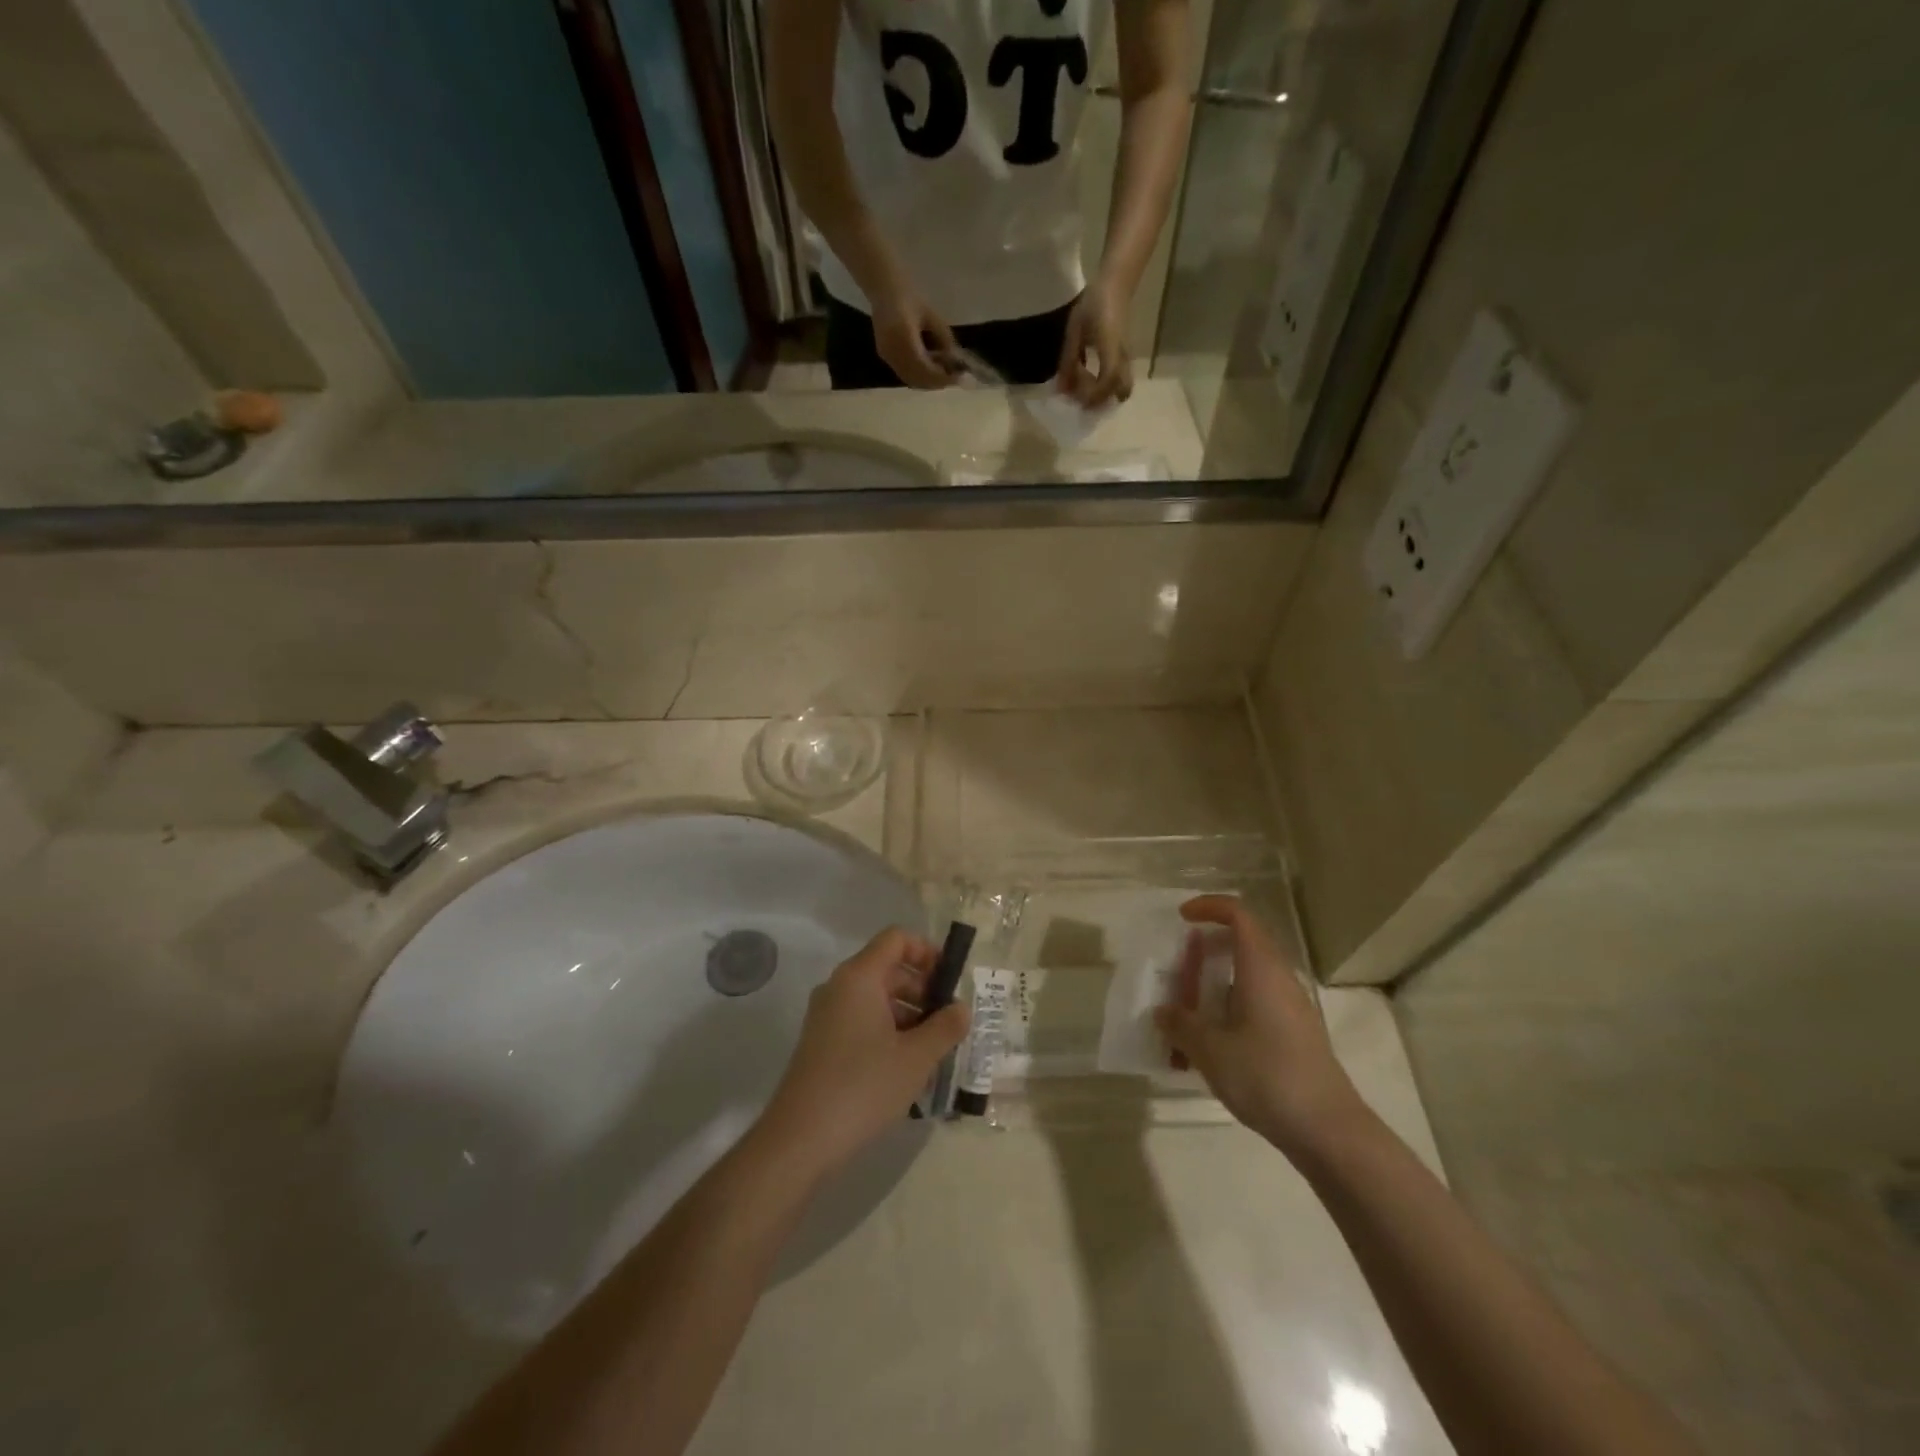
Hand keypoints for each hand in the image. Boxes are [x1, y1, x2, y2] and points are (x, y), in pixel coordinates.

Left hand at [760, 928, 969, 1175]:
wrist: (800, 1139)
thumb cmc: (864, 1086)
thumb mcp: (916, 1057)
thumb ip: (945, 1027)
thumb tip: (962, 1009)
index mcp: (859, 977)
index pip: (896, 939)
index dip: (927, 952)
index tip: (950, 982)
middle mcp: (839, 987)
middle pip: (888, 968)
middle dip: (923, 989)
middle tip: (949, 1022)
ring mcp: (826, 1015)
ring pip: (876, 998)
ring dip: (909, 1014)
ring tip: (934, 1050)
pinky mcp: (822, 1042)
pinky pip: (862, 1020)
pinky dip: (888, 1031)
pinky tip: (906, 1067)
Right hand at [871, 283, 959, 388]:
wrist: (884, 289)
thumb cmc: (910, 297)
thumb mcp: (932, 316)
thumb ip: (944, 339)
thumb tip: (955, 361)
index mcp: (904, 337)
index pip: (925, 369)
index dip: (942, 377)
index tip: (958, 378)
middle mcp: (892, 351)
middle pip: (918, 379)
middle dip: (937, 382)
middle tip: (953, 378)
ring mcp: (886, 356)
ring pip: (911, 380)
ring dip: (928, 382)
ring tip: (943, 373)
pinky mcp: (884, 357)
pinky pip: (904, 375)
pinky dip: (919, 376)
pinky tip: (930, 368)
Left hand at [1056, 282, 1135, 406]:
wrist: (1116, 283)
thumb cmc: (1093, 303)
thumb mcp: (1075, 331)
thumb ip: (1068, 361)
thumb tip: (1061, 390)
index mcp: (1110, 347)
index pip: (1108, 380)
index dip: (1093, 396)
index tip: (1076, 401)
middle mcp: (1122, 356)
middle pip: (1122, 389)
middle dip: (1103, 401)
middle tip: (1082, 401)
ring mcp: (1125, 355)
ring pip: (1122, 385)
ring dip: (1104, 394)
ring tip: (1082, 390)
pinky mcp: (1123, 354)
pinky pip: (1118, 377)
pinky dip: (1105, 385)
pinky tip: (1087, 379)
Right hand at [1155, 896, 1368, 1163]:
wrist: (1329, 1131)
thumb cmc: (1266, 1076)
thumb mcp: (1210, 1050)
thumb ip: (1181, 1025)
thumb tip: (1163, 1011)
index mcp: (1261, 968)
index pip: (1238, 915)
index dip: (1209, 907)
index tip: (1182, 918)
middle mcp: (1280, 979)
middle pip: (1244, 943)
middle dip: (1207, 949)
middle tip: (1179, 967)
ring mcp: (1292, 1007)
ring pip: (1249, 976)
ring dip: (1216, 982)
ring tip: (1187, 1009)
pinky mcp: (1296, 1034)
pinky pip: (1257, 1003)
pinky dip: (1230, 1007)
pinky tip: (1210, 1043)